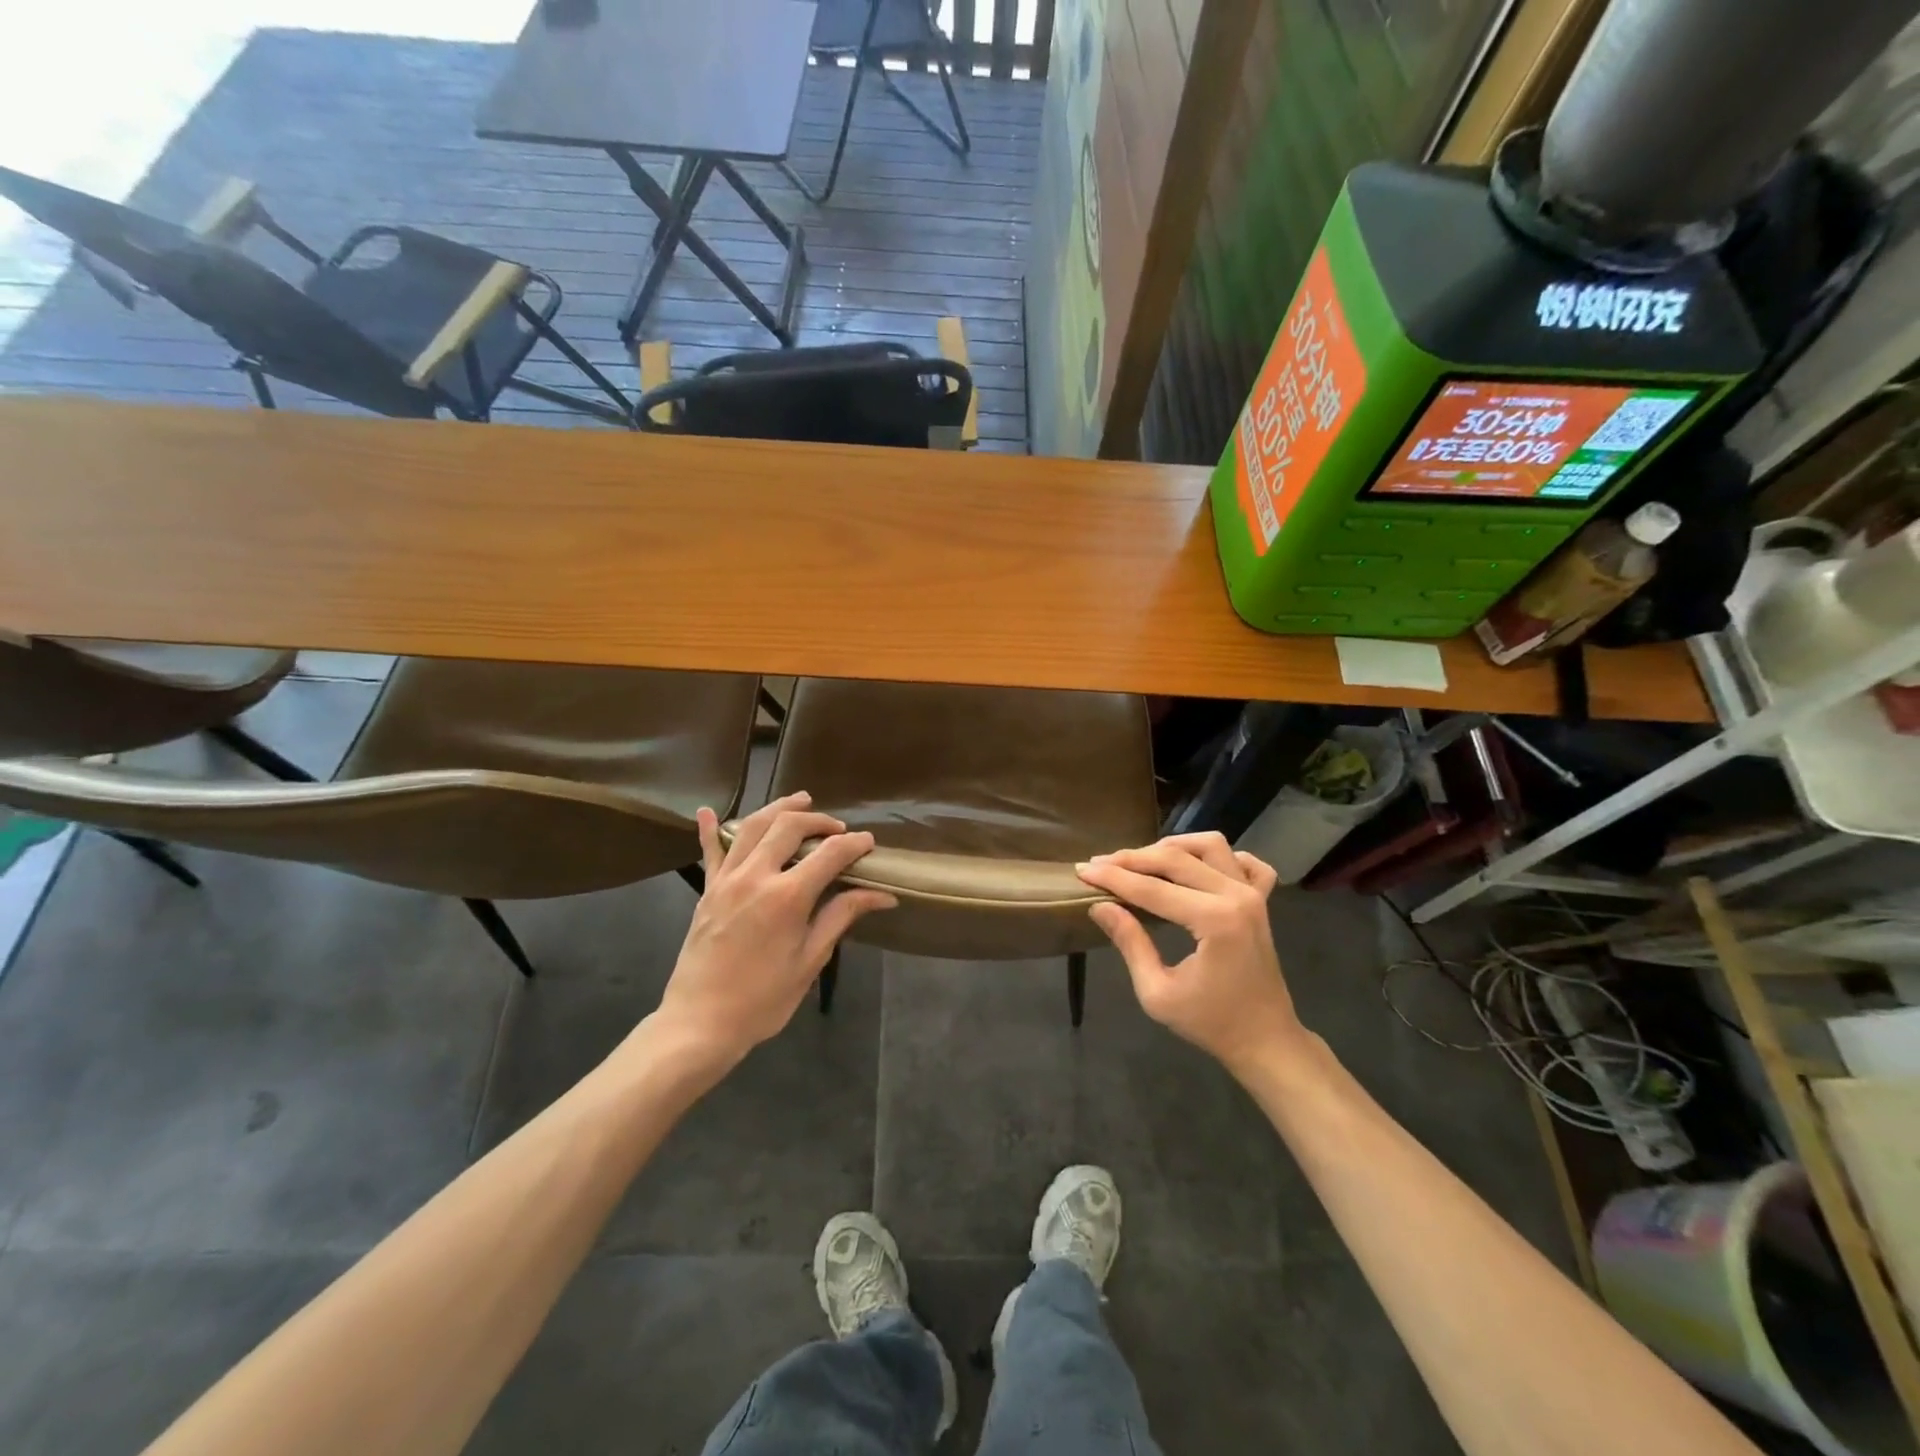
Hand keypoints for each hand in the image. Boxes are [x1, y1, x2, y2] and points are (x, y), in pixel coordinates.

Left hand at [652, 792, 895, 1071]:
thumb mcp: (810, 960)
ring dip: (779, 808)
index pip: (829, 853)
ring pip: (753, 826)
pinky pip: (709, 851)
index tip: (869, 843)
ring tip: (801, 800)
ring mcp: (726, 880)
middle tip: (837, 829)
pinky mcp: (707, 890)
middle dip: (819, 820)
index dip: (854, 844)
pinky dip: (710, 829)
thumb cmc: (763, 999)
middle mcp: (755, 876)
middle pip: (789, 826)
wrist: (700, 1023)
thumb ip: (841, 917)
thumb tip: (882, 895)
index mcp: (787, 897)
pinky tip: (708, 811)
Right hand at [1076, 833, 1307, 1076]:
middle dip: (1133, 858)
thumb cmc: (1210, 1023)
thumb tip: (1100, 906)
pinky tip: (1198, 867)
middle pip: (1176, 858)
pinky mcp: (1263, 901)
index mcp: (1215, 921)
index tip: (1082, 870)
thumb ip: (1130, 943)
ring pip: (1210, 845)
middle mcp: (1237, 897)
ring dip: (1173, 846)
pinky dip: (1220, 857)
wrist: (1265, 1041)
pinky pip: (1247, 863)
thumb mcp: (1157, 993)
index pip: (1152, 888)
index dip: (1113, 878)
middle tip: (1101, 864)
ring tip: (1142, 860)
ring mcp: (1254, 895)